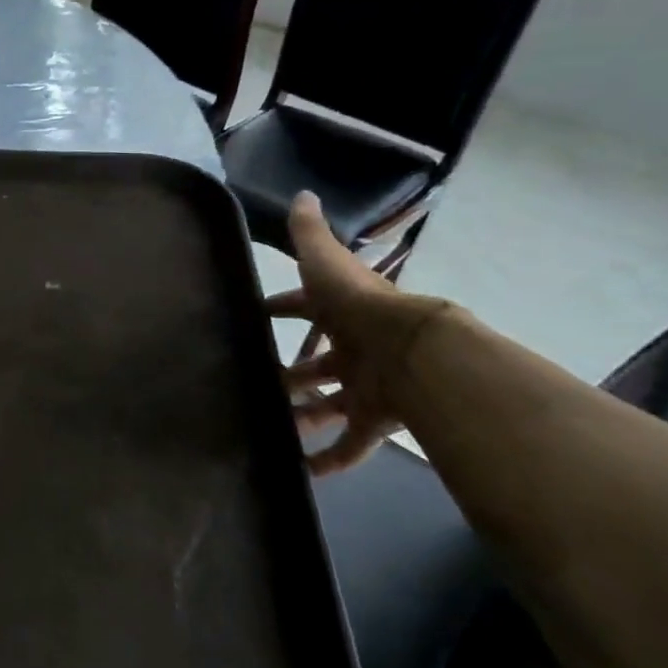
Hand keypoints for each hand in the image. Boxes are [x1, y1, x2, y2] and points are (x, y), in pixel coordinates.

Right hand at [268, 192, 451, 475]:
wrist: (413, 351)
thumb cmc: (359, 306)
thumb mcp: (326, 263)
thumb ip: (310, 234)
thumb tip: (303, 194)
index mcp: (342, 313)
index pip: (306, 308)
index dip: (282, 309)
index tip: (255, 316)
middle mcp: (353, 349)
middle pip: (315, 363)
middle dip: (288, 372)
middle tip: (254, 380)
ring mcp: (364, 387)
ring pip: (327, 405)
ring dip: (300, 415)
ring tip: (266, 426)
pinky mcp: (374, 421)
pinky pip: (350, 445)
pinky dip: (328, 460)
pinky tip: (301, 472)